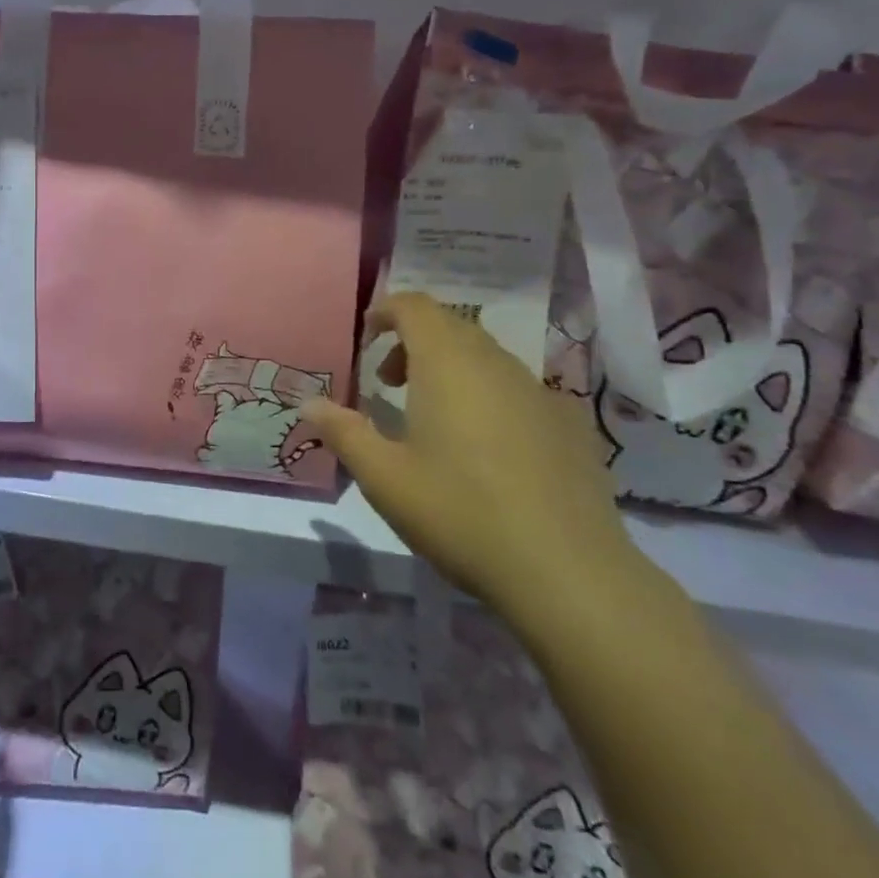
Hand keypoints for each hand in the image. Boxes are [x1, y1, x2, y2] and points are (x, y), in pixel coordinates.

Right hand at [304, 294, 639, 615]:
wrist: (568, 572)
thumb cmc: (460, 513)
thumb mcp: (384, 478)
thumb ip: (343, 432)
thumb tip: (308, 403)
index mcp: (447, 363)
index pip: (415, 306)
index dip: (386, 310)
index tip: (366, 337)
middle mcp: (495, 362)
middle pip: (450, 325)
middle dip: (413, 341)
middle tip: (389, 383)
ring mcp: (539, 390)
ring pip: (485, 355)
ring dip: (450, 367)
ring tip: (432, 416)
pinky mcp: (570, 422)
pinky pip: (517, 387)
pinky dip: (488, 394)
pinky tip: (487, 448)